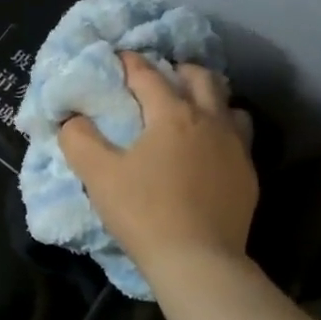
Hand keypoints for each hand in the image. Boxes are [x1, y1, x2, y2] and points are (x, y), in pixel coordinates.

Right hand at [60, 52, 258, 277]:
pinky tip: (207, 150)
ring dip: (209, 99)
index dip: (130, 62)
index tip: (118, 57)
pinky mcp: (248, 175)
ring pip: (229, 105)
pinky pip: (239, 138)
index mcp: (172, 114)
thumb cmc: (144, 212)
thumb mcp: (98, 175)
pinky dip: (222, 131)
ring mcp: (236, 148)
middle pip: (201, 78)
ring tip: (190, 110)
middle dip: (178, 70)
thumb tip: (72, 119)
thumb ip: (79, 139)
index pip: (149, 75)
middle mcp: (210, 121)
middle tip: (159, 79)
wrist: (198, 261)